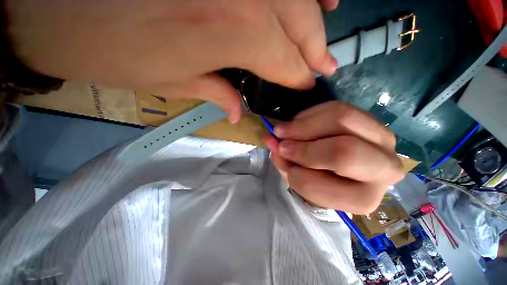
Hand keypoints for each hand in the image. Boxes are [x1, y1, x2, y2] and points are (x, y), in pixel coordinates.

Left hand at [6, 0, 338, 122]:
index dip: (300, 76)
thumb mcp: (164, 81)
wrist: (53, 2)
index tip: (309, 85)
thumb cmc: (102, 46)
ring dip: (315, 10)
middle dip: (315, 48)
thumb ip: (214, 93)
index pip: (286, 62)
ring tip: (329, 20)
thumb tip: (238, 114)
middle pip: (300, 26)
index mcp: (230, 31)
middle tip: (327, 66)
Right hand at [264, 102, 404, 214]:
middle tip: (280, 137)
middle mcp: (384, 171)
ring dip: (302, 124)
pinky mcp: (372, 120)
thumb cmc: (322, 179)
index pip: (315, 183)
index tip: (278, 155)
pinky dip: (311, 113)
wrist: (347, 168)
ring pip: (341, 120)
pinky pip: (338, 108)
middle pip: (341, 151)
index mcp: (361, 199)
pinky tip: (300, 121)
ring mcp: (384, 141)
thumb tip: (270, 141)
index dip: (291, 169)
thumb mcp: (301, 178)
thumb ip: (284, 162)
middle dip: (301, 145)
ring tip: (285, 128)